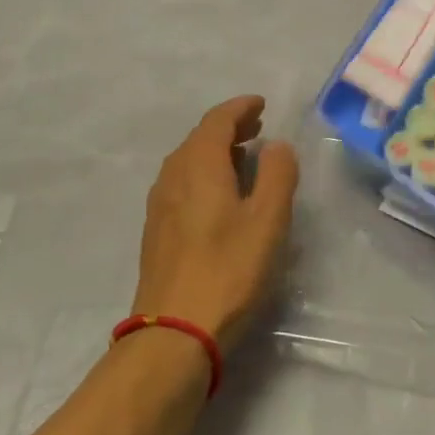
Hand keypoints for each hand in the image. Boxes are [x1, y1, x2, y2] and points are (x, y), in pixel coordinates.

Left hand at [135, 95, 299, 349]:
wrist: (174, 331)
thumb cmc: (228, 269)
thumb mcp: (268, 220)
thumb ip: (278, 175)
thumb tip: (276, 145)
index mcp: (199, 165)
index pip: (217, 120)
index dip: (240, 108)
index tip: (261, 104)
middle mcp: (173, 175)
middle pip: (200, 138)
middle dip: (229, 127)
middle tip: (257, 127)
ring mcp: (160, 204)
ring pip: (188, 161)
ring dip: (216, 151)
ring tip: (245, 158)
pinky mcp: (157, 230)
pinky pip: (182, 183)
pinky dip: (204, 174)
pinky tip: (220, 195)